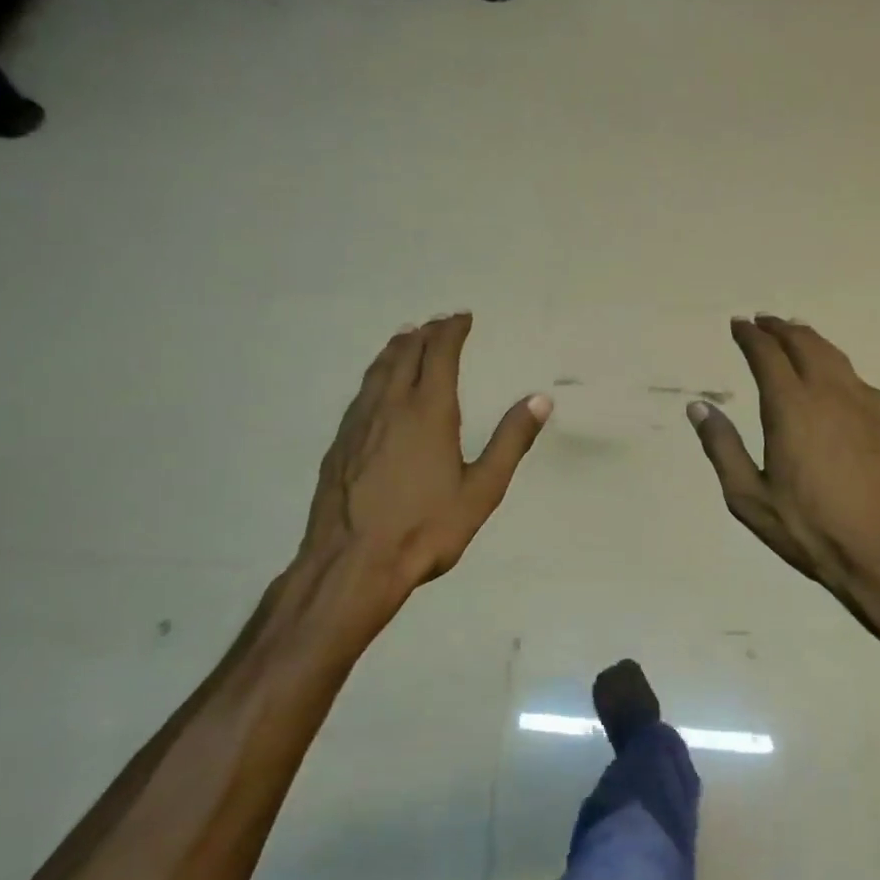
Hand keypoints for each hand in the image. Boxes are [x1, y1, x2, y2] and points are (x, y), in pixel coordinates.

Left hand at [302, 314, 548, 596]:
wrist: (353, 562)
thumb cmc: (427, 528)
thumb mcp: (482, 490)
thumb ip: (510, 441)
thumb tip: (540, 399)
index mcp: (429, 411)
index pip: (439, 354)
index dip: (451, 331)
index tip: (462, 317)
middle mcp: (390, 406)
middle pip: (404, 354)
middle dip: (424, 334)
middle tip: (437, 323)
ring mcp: (358, 423)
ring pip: (376, 371)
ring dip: (395, 349)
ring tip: (404, 338)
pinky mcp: (339, 444)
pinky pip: (361, 394)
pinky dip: (375, 376)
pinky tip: (375, 389)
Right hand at [689, 315, 879, 609]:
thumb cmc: (811, 530)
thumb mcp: (750, 498)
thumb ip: (722, 448)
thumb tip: (699, 407)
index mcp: (792, 407)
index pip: (767, 354)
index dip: (750, 336)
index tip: (737, 325)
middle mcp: (830, 393)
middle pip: (803, 343)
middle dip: (779, 328)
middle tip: (761, 322)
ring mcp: (864, 404)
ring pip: (833, 354)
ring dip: (808, 338)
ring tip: (793, 334)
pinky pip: (854, 375)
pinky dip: (833, 361)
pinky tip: (830, 375)